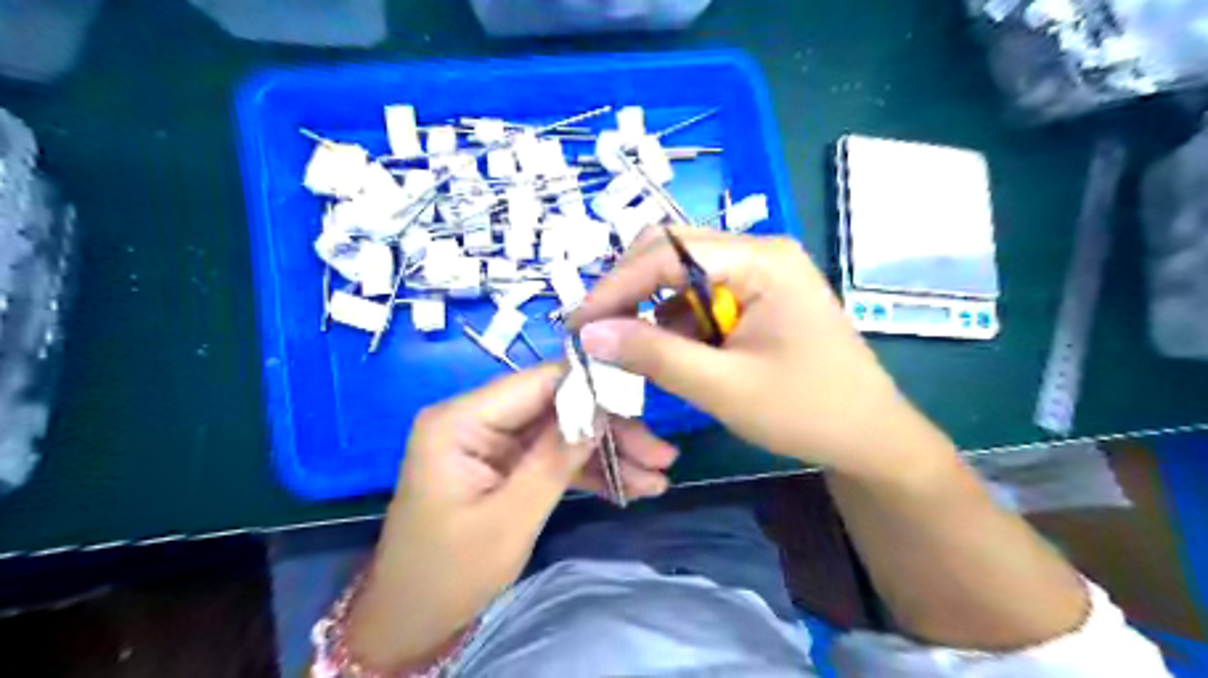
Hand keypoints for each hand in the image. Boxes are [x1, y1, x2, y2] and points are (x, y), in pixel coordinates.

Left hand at [347, 363, 677, 670]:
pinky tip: (630, 486)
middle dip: (610, 430)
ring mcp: (492, 441)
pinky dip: (589, 470)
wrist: (411, 620)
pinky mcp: (504, 462)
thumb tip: (601, 409)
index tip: (644, 403)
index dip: (594, 386)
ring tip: (657, 477)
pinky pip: (553, 455)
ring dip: (608, 453)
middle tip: (662, 456)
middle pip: (557, 406)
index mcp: (461, 419)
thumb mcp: (509, 519)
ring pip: (562, 431)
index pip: (539, 382)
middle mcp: (477, 418)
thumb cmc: (449, 573)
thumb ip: (555, 460)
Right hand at [574, 231, 927, 480]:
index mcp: (760, 259)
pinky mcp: (756, 298)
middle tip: (598, 334)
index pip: (667, 252)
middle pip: (672, 252)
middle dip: (629, 292)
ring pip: (681, 277)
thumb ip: (653, 355)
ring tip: (630, 352)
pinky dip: (674, 324)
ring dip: (650, 311)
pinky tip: (669, 354)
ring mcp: (759, 273)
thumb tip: (589, 333)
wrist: (870, 437)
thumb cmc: (806, 411)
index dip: (615, 287)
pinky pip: (700, 298)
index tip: (577, 326)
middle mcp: (759, 252)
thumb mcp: (722, 387)